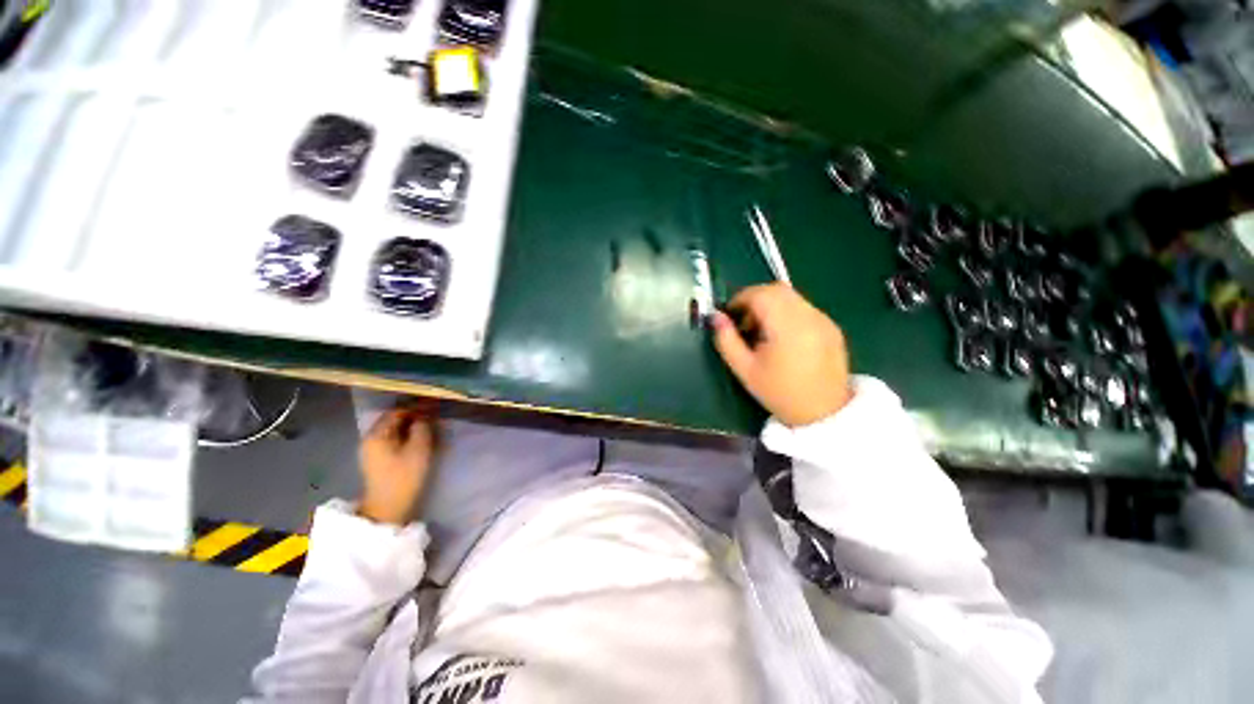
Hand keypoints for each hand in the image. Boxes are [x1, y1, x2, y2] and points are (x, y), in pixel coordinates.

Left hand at [358, 408, 437, 524]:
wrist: (389, 508)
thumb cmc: (404, 477)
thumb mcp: (419, 449)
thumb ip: (422, 427)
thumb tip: (424, 415)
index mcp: (376, 434)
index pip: (397, 411)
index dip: (416, 407)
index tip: (434, 406)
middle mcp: (370, 439)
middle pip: (393, 420)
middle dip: (414, 416)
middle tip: (434, 416)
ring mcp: (372, 450)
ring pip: (394, 430)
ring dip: (411, 426)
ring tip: (429, 427)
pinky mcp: (377, 459)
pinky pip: (393, 439)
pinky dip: (406, 436)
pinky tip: (419, 439)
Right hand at [711, 283, 851, 426]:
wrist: (824, 414)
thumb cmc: (779, 393)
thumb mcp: (744, 370)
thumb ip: (726, 340)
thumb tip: (715, 317)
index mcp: (787, 327)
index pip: (761, 294)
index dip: (740, 299)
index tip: (730, 316)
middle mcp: (809, 316)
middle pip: (777, 290)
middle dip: (754, 299)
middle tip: (744, 323)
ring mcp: (824, 320)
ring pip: (791, 297)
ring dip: (771, 305)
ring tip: (762, 332)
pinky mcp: (831, 326)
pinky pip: (803, 308)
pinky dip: (787, 312)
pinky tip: (782, 338)